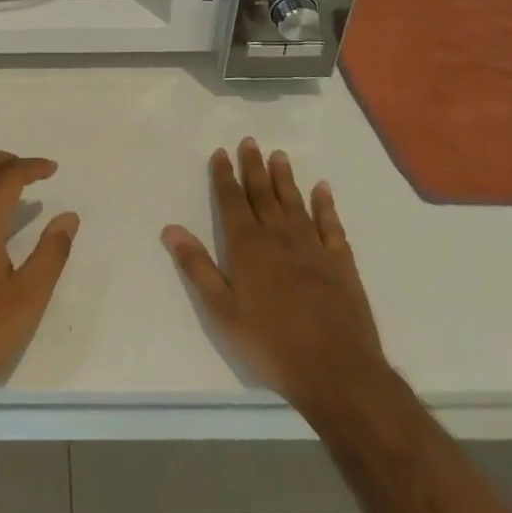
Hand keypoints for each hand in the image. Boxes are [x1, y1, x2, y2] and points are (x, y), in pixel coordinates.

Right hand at [162, 139, 387, 418]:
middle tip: (250, 141)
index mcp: (248, 247)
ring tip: (279, 155)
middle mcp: (279, 237)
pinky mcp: (340, 262)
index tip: (221, 153)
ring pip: (295, 202)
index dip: (225, 176)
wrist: (337, 371)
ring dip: (285, 178)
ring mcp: (313, 247)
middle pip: (263, 194)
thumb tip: (171, 229)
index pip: (232, 201)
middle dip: (254, 167)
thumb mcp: (222, 312)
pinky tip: (322, 189)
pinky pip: (331, 225)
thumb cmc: (271, 344)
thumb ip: (197, 268)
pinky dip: (325, 205)